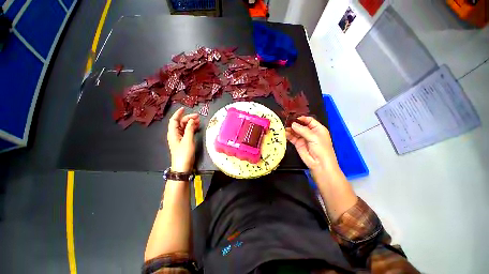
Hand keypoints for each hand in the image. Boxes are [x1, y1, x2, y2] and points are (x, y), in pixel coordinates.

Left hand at [167, 107, 199, 172]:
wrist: (183, 166)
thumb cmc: (184, 153)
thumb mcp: (188, 140)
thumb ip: (189, 129)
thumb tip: (191, 120)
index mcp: (173, 133)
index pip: (174, 120)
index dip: (178, 113)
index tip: (184, 108)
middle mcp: (175, 134)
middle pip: (180, 123)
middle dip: (188, 118)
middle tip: (198, 116)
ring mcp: (180, 138)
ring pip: (184, 127)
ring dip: (191, 123)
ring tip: (199, 121)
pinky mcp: (184, 141)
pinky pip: (187, 132)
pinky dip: (192, 128)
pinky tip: (197, 127)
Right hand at [285, 116, 339, 177]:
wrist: (319, 164)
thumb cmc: (321, 149)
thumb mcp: (314, 137)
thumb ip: (302, 130)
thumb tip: (292, 124)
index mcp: (317, 128)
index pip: (309, 120)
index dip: (301, 119)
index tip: (293, 119)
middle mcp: (310, 132)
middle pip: (300, 125)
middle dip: (294, 124)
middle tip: (286, 122)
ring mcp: (303, 138)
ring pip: (295, 131)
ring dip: (290, 129)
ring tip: (283, 128)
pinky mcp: (298, 144)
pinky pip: (292, 138)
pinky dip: (288, 135)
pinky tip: (284, 133)